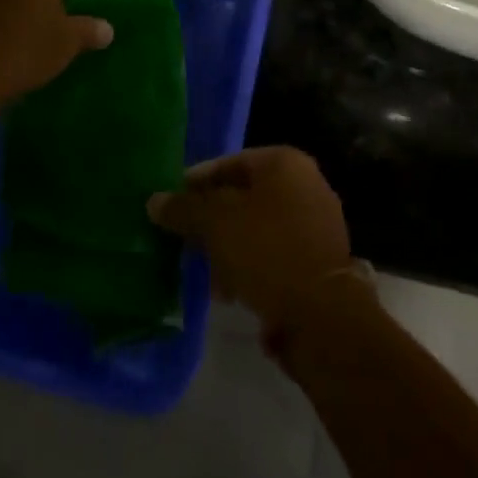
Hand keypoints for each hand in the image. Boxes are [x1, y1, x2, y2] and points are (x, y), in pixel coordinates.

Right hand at [147, 147, 354, 335]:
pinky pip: (275, 254)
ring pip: (258, 228)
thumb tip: (155, 201)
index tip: (172, 206)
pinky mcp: (320, 261)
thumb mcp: (216, 223)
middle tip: (185, 242)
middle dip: (213, 221)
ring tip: (206, 275)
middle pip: (244, 197)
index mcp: (285, 162)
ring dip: (229, 248)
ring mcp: (317, 223)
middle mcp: (307, 183)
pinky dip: (252, 267)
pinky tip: (231, 292)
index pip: (229, 163)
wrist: (323, 315)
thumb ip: (184, 208)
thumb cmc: (267, 250)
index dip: (197, 184)